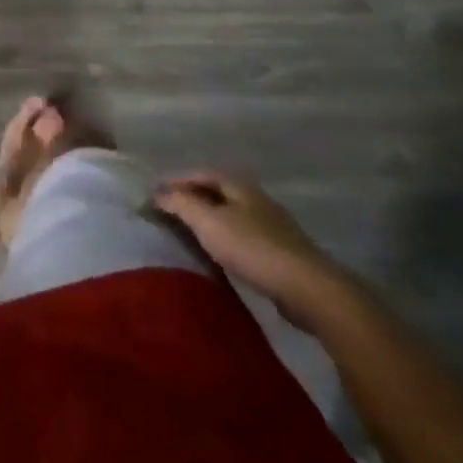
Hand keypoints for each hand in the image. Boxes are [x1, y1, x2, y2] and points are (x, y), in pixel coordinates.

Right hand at [155, 173, 350, 330]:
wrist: (308, 288)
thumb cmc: (252, 248)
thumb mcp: (208, 222)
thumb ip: (180, 204)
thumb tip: (157, 192)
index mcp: (239, 186)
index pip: (201, 173)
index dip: (176, 181)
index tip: (154, 195)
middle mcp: (256, 199)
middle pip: (217, 192)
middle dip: (192, 198)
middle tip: (168, 213)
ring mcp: (272, 225)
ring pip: (231, 215)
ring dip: (209, 220)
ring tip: (188, 233)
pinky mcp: (281, 252)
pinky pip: (243, 236)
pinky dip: (224, 238)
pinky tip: (218, 253)